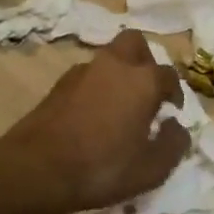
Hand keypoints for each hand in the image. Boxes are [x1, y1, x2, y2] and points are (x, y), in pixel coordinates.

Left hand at [2, 31, 189, 213]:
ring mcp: (82, 71)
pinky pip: (87, 76)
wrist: (37, 169)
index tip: (172, 112)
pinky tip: (93, 115)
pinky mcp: (58, 85)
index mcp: (142, 81)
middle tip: (147, 91)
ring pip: (108, 58)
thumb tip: (176, 126)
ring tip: (119, 107)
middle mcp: (114, 65)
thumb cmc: (103, 168)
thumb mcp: (152, 169)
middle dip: (145, 61)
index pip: (168, 75)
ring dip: (119, 74)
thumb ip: (173, 144)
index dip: (175, 93)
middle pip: (135, 44)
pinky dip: (96, 87)